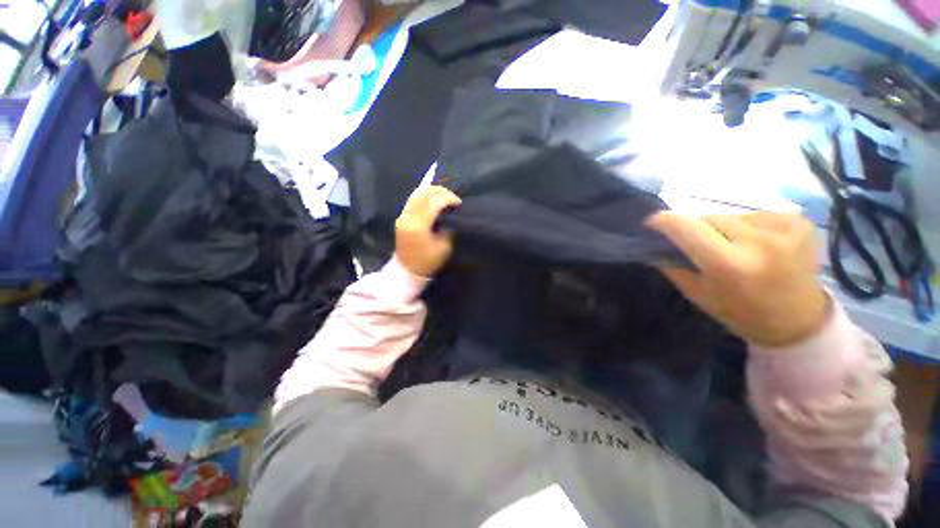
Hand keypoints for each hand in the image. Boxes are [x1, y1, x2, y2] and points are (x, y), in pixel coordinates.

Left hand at [395, 186, 461, 277]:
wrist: (407, 271)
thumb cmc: (428, 261)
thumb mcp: (444, 247)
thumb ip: (448, 227)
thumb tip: (451, 214)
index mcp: (418, 225)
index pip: (434, 202)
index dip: (448, 199)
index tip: (459, 203)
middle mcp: (408, 217)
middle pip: (423, 193)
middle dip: (441, 191)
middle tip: (453, 198)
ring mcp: (402, 216)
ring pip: (416, 194)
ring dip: (432, 192)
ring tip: (445, 197)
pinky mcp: (402, 217)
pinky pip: (413, 200)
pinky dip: (425, 197)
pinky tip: (434, 200)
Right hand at [647, 211, 828, 346]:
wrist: (798, 320)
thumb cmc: (740, 311)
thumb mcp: (696, 293)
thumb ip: (672, 264)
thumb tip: (655, 240)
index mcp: (731, 265)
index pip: (688, 228)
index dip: (664, 221)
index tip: (651, 222)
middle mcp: (760, 241)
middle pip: (709, 218)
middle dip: (698, 229)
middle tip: (702, 247)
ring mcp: (784, 227)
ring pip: (730, 215)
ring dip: (723, 227)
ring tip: (733, 247)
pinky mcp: (799, 220)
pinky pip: (754, 214)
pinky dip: (746, 226)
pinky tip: (756, 244)